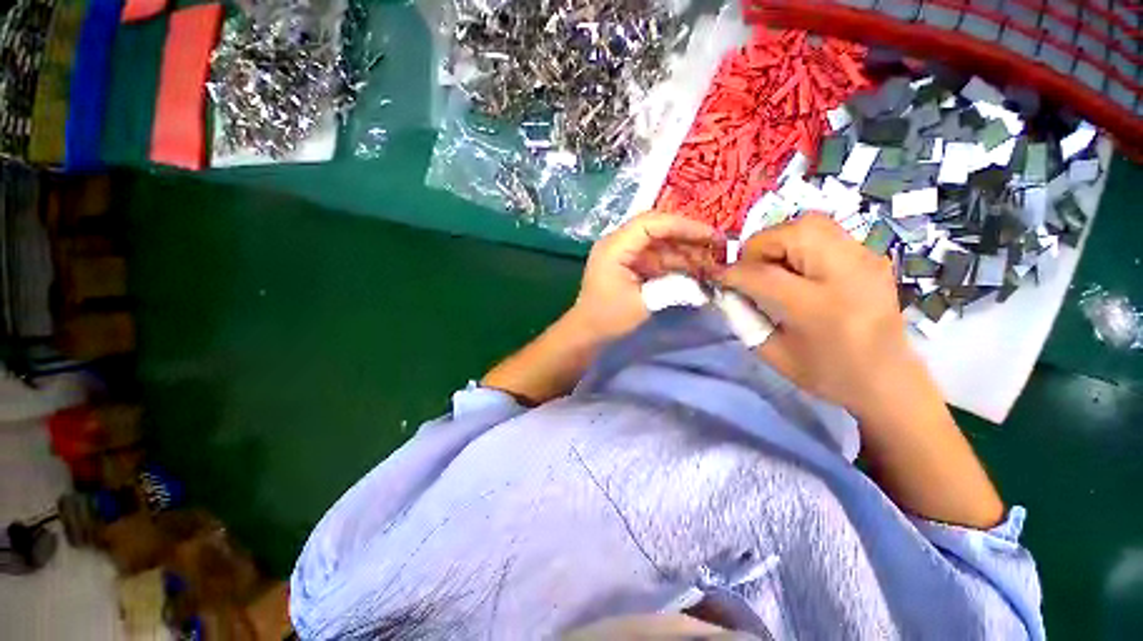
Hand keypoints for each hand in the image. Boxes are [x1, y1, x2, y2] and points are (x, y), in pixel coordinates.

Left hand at [569, 212, 722, 341]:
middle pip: (657, 228)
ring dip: (683, 249)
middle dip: (687, 235)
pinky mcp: (628, 262)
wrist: (587, 331)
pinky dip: (674, 260)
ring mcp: (623, 252)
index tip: (710, 236)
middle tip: (716, 245)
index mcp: (614, 247)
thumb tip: (701, 279)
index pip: (651, 223)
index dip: (683, 226)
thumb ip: (673, 287)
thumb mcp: (642, 304)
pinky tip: (693, 268)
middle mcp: (617, 242)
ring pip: (659, 241)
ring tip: (710, 259)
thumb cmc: (608, 318)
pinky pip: (655, 255)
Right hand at [716, 214, 918, 417]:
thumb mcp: (773, 353)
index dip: (732, 272)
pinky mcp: (872, 256)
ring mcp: (866, 260)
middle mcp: (847, 275)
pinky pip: (827, 232)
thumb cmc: (827, 374)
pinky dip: (801, 242)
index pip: (762, 274)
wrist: (889, 379)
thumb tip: (727, 288)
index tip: (717, 276)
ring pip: (812, 223)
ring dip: (780, 239)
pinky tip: (798, 267)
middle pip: (793, 233)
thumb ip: (744, 317)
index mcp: (819, 309)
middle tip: (750, 268)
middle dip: (760, 246)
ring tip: (773, 264)